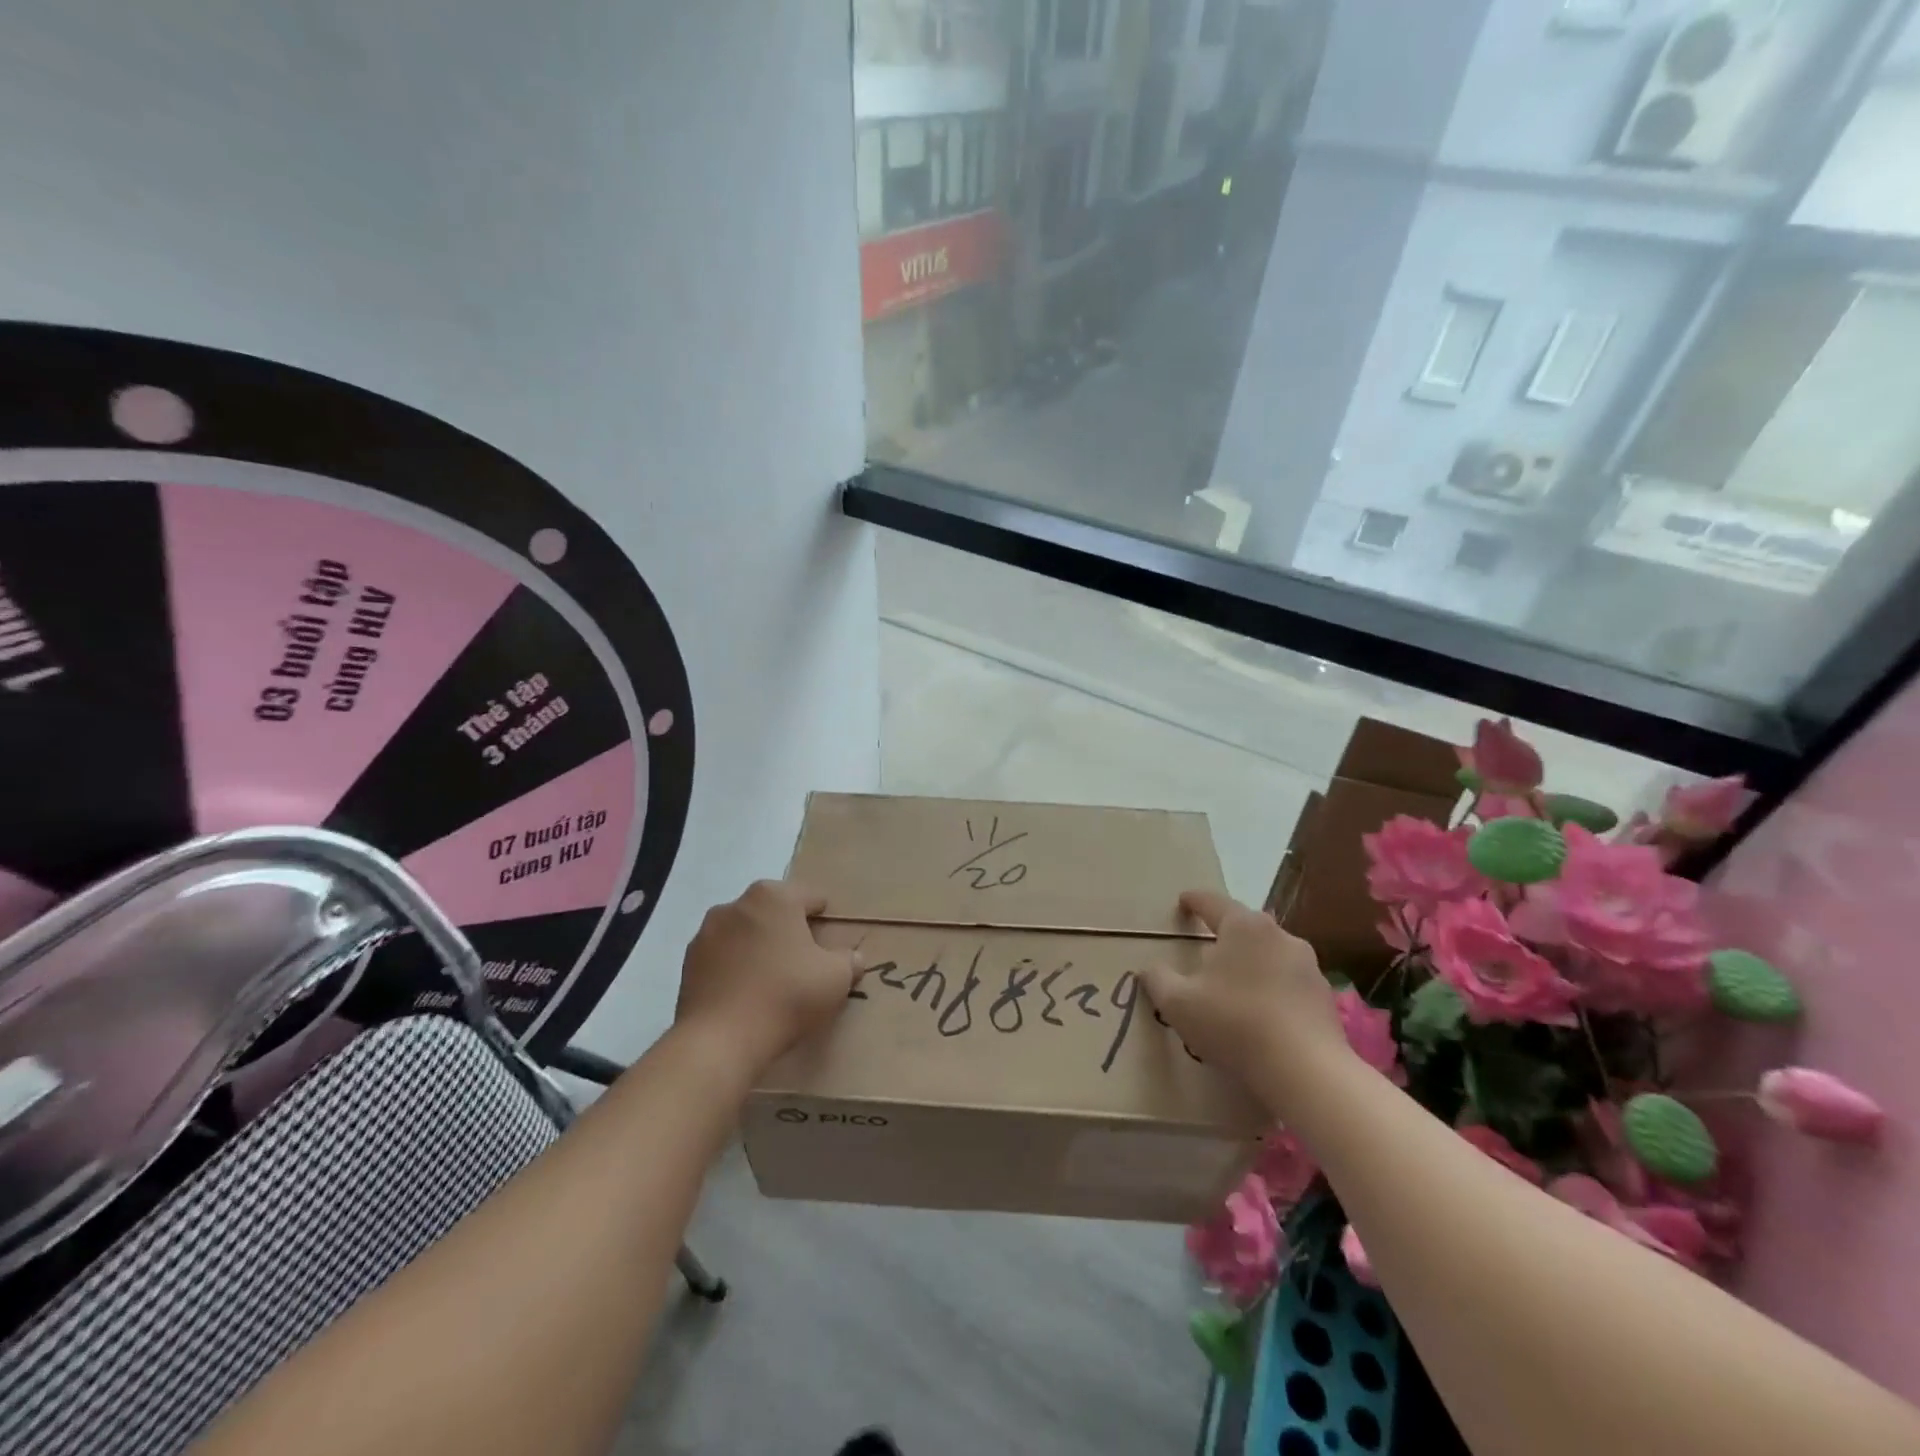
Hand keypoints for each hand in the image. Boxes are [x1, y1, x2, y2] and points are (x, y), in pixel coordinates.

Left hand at [674, 881, 863, 1074]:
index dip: (824, 917)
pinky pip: (723, 956)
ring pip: (746, 932)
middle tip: (805, 962)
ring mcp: (707, 932)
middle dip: (789, 930)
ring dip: (759, 947)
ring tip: (773, 981)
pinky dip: (736, 967)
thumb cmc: (786, 996)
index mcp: (774, 896)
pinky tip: (747, 994)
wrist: (720, 1041)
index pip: (810, 897)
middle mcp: (737, 904)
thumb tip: (852, 957)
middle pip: (774, 911)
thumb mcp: (836, 978)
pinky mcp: (689, 962)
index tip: (830, 941)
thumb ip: (849, 960)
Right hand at [1140, 889, 1348, 1111]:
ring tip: (1234, 989)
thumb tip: (1150, 969)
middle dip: (1226, 935)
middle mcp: (1279, 935)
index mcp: (1243, 926)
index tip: (1183, 901)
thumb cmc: (1234, 1023)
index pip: (1213, 902)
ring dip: (1251, 964)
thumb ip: (1158, 979)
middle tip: (1207, 952)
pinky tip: (1262, 1016)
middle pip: (1245, 927)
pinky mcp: (1324, 996)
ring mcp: (1308, 965)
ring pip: (1270, 954)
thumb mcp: (1178, 1003)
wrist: (1306, 1071)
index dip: (1194, 900)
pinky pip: (1289, 983)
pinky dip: (1273, 990)